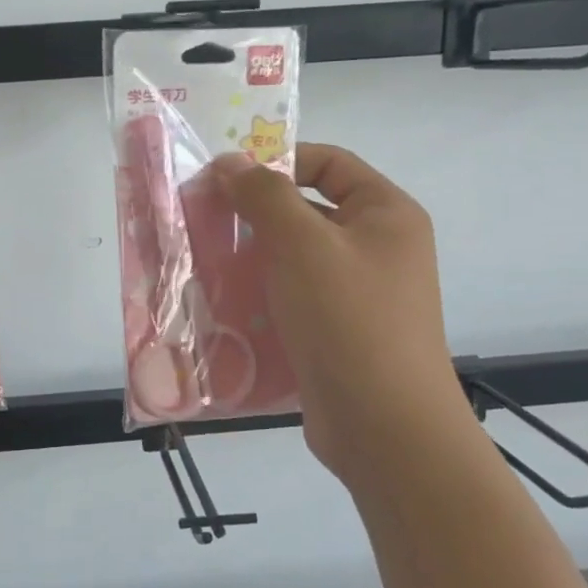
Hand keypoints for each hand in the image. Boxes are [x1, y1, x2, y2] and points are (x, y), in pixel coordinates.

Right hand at [212, 144, 467, 478]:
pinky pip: (293, 296)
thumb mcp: (303, 244)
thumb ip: (264, 195)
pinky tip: (222, 301)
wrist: (384, 427)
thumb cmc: (348, 319)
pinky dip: (261, 293)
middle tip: (202, 217)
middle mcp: (377, 247)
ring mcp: (359, 293)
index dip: (276, 160)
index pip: (328, 162)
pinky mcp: (337, 331)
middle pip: (308, 209)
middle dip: (255, 212)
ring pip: (295, 257)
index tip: (224, 176)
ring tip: (202, 259)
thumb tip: (230, 162)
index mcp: (385, 213)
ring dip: (251, 255)